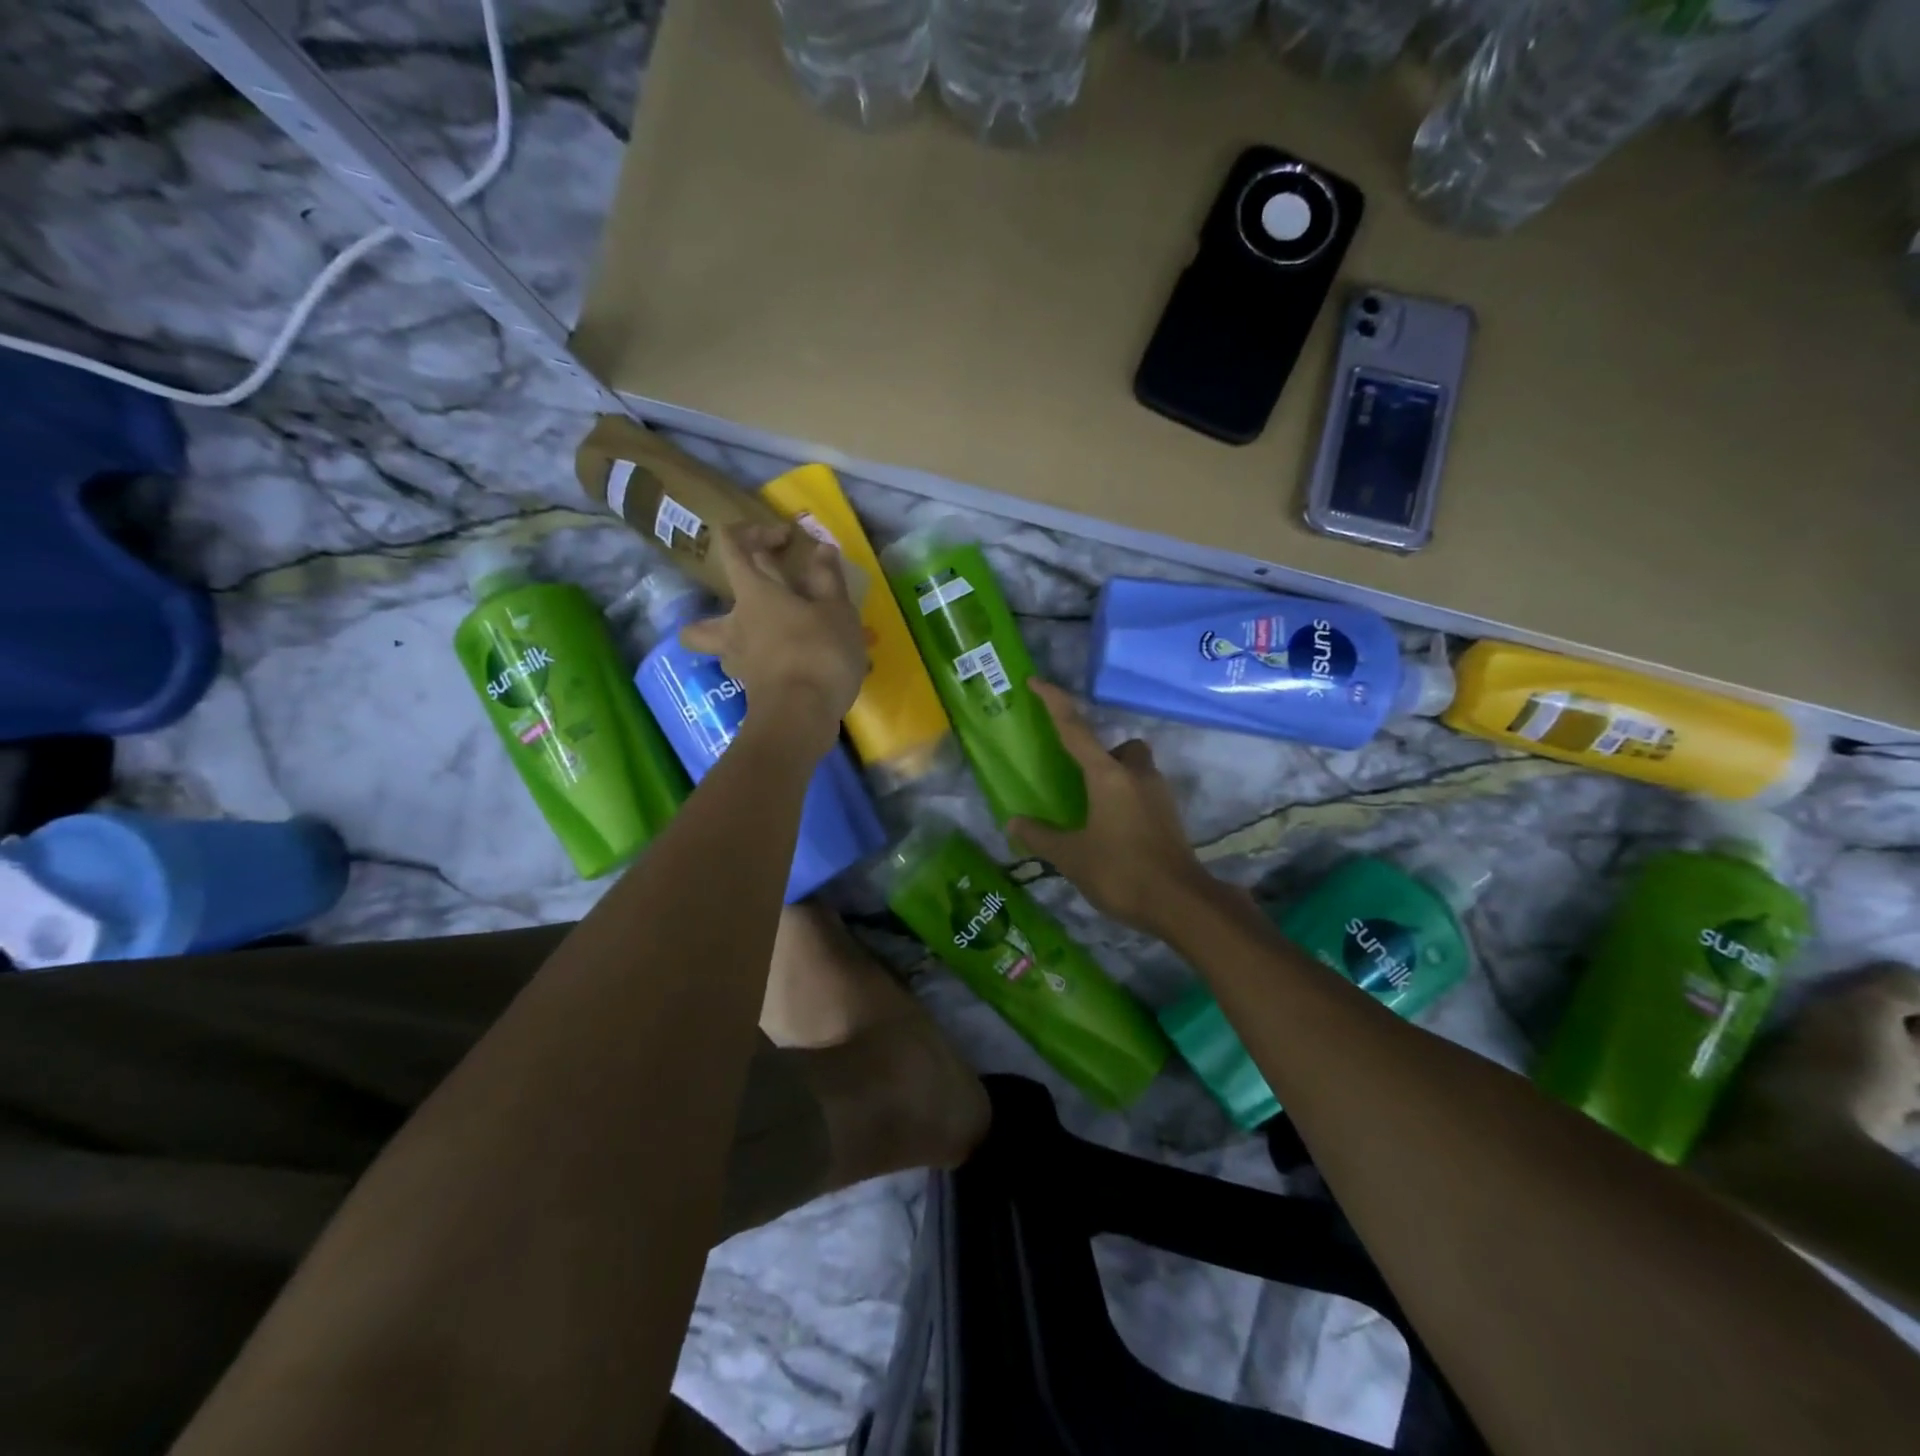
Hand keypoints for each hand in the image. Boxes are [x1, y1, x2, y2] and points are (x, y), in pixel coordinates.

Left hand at [679, 523, 866, 755]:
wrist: (801, 717)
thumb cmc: (818, 653)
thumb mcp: (836, 610)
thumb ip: (828, 579)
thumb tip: (821, 550)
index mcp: (753, 594)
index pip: (732, 546)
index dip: (753, 532)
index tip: (785, 540)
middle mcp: (734, 626)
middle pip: (701, 620)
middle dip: (718, 612)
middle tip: (755, 614)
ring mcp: (738, 663)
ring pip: (720, 651)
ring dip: (738, 644)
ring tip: (772, 645)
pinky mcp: (751, 691)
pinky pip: (749, 671)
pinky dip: (763, 668)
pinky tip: (790, 670)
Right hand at [1007, 681, 1213, 938]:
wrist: (1181, 904)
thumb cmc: (1120, 872)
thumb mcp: (1071, 857)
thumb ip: (1040, 836)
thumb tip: (1014, 822)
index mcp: (1107, 776)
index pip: (1075, 729)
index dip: (1054, 702)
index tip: (1036, 682)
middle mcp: (1136, 775)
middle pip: (1122, 747)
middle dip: (1103, 754)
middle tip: (1081, 782)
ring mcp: (1159, 796)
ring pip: (1136, 770)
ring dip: (1116, 780)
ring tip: (1093, 812)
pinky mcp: (1170, 817)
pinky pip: (1145, 794)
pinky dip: (1128, 802)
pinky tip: (1114, 833)